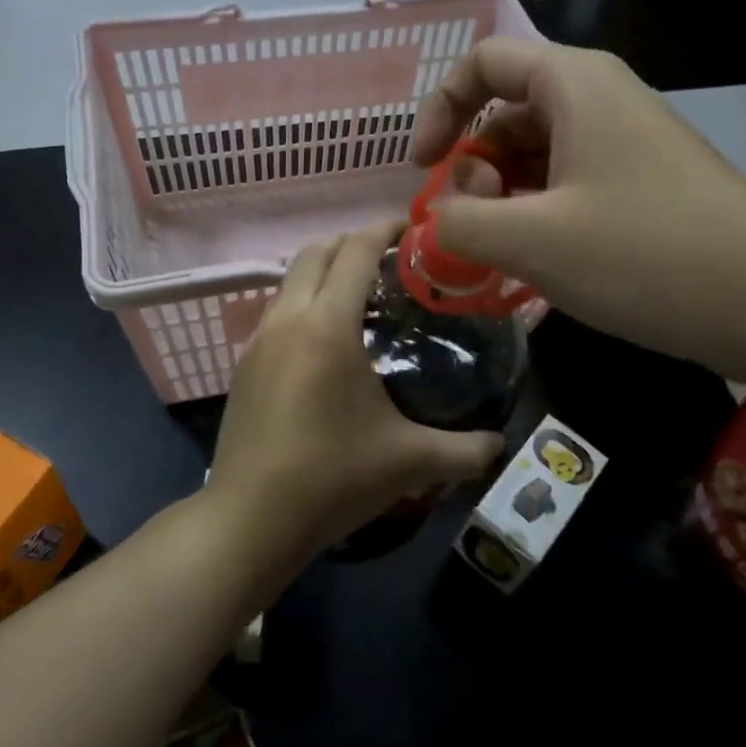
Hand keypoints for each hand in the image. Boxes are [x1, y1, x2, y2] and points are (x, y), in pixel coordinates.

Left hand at [204, 221, 504, 568]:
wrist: (250, 519)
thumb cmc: (332, 478)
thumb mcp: (409, 462)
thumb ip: (465, 450)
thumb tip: (501, 444)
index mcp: (327, 324)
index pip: (356, 250)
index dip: (385, 228)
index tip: (414, 228)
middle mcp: (288, 318)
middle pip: (317, 251)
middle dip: (353, 242)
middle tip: (392, 260)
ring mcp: (259, 339)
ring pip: (291, 279)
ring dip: (325, 271)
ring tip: (363, 298)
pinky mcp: (244, 363)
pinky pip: (278, 311)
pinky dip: (304, 302)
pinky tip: (327, 342)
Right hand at [409, 38, 745, 378]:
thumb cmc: (644, 255)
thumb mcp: (531, 241)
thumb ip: (458, 224)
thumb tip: (435, 222)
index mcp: (572, 84)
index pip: (482, 64)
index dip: (439, 110)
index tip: (423, 170)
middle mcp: (600, 99)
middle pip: (506, 112)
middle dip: (472, 167)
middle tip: (470, 226)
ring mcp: (626, 141)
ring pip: (536, 153)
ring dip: (502, 197)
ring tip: (500, 254)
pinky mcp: (643, 182)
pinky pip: (568, 182)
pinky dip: (537, 213)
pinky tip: (536, 262)